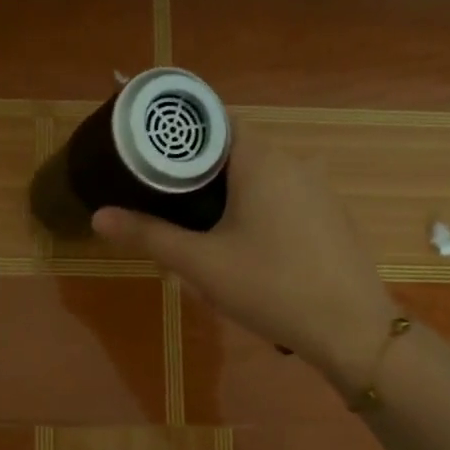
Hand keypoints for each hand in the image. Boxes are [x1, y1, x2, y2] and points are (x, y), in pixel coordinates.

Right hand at [90, 135, 394, 390]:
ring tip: (194, 223)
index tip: (147, 149)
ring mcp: (317, 188)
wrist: (351, 329)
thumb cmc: (270, 287)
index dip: (178, 132)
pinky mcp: (329, 214)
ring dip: (226, 191)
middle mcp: (293, 161)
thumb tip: (98, 216)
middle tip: (160, 193)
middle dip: (196, 168)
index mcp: (261, 159)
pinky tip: (243, 244)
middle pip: (233, 148)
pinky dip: (255, 206)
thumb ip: (148, 235)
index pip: (213, 121)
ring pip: (258, 174)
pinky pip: (282, 196)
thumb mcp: (201, 264)